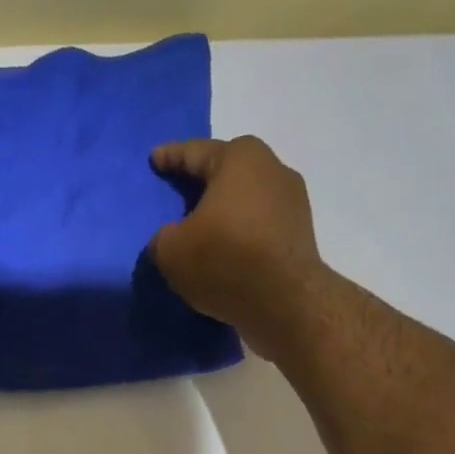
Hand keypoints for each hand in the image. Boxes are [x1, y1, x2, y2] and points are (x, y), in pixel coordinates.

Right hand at [151, 136, 333, 360]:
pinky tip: (226, 252)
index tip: (155, 158)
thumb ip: (163, 237)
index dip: (170, 157)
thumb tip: (172, 238)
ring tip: (202, 229)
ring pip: (246, 200)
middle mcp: (272, 168)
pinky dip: (240, 235)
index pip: (194, 152)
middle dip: (202, 182)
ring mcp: (292, 201)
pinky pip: (259, 227)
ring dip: (224, 212)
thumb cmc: (223, 260)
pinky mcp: (299, 234)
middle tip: (180, 192)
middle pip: (226, 172)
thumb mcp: (171, 251)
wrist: (284, 301)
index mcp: (239, 158)